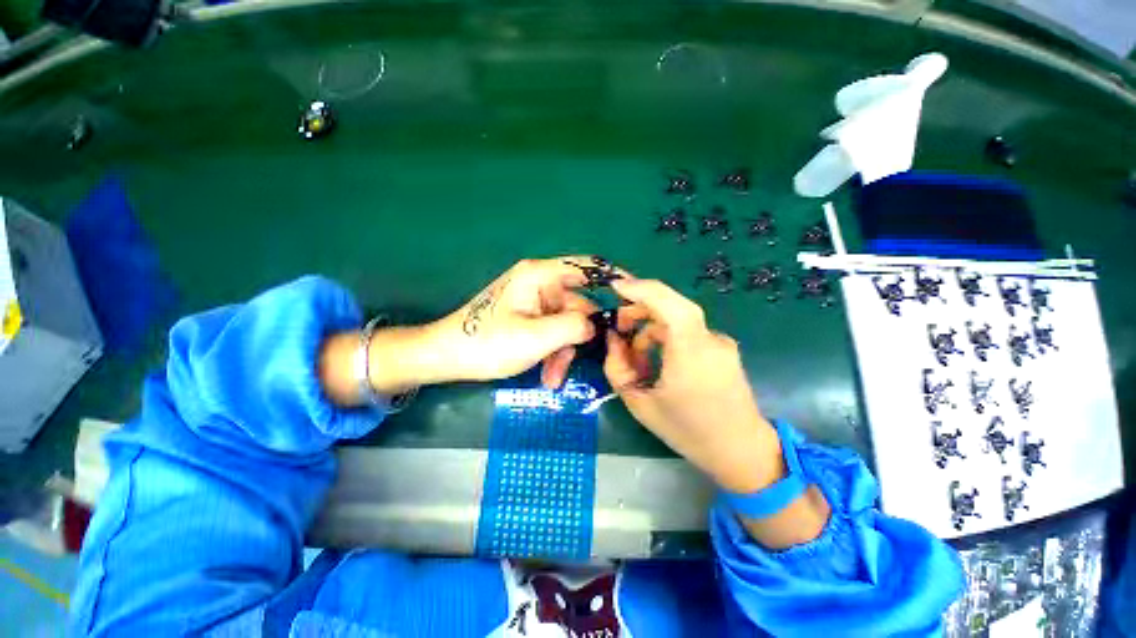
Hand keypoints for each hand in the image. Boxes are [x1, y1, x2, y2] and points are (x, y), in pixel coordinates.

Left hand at [427, 257, 598, 386]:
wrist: (446, 357)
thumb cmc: (488, 343)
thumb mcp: (536, 337)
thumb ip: (573, 327)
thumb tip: (596, 324)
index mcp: (539, 276)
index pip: (586, 267)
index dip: (612, 279)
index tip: (632, 298)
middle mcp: (538, 283)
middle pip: (576, 305)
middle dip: (577, 336)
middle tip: (577, 362)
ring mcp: (532, 301)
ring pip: (564, 324)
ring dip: (562, 351)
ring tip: (553, 378)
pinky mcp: (527, 317)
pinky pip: (550, 331)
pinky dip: (551, 352)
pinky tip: (547, 374)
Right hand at [604, 278, 830, 548]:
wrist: (740, 451)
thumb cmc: (687, 431)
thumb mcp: (639, 403)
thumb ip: (617, 367)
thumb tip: (613, 338)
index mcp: (691, 353)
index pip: (669, 303)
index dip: (641, 289)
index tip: (615, 287)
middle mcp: (710, 340)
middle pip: (671, 306)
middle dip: (639, 308)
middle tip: (618, 327)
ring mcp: (720, 342)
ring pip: (677, 320)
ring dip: (651, 328)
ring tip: (635, 356)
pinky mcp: (722, 348)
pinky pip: (687, 332)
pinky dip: (666, 338)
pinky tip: (657, 361)